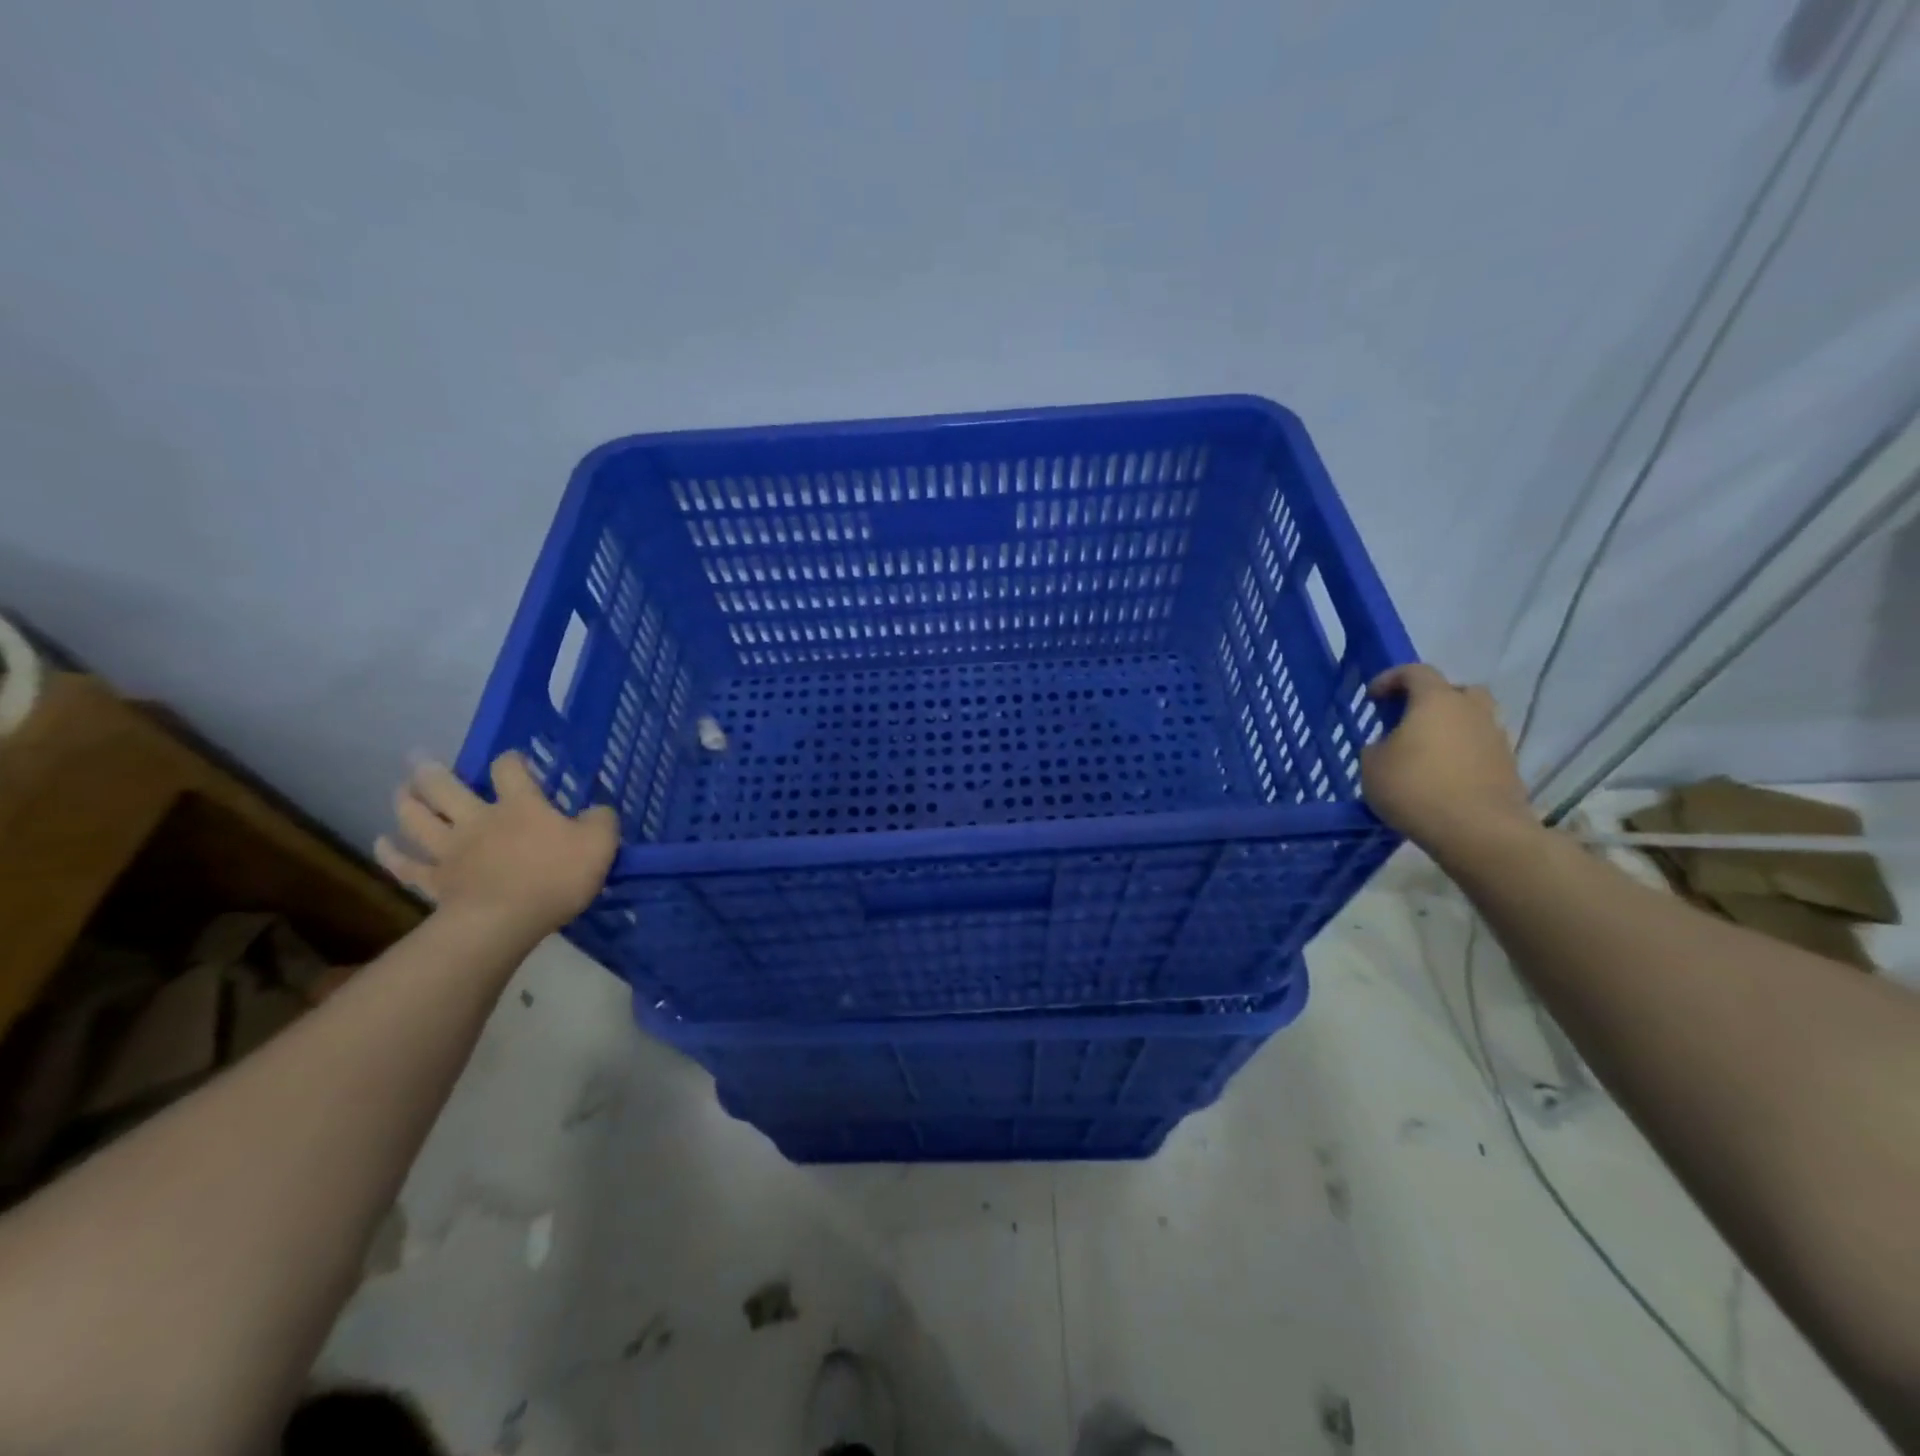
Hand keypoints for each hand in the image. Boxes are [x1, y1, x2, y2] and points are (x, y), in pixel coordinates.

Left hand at [376, 753, 618, 937]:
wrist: (505, 921)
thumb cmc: (557, 877)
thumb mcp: (600, 843)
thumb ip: (601, 821)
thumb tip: (598, 810)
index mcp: (520, 806)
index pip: (509, 770)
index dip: (510, 761)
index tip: (513, 759)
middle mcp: (479, 819)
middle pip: (447, 788)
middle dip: (434, 772)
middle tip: (420, 759)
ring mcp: (451, 850)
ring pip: (419, 819)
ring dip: (407, 802)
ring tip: (400, 790)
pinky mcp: (435, 881)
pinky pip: (407, 865)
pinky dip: (391, 854)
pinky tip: (381, 844)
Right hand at [1359, 664, 1537, 859]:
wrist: (1478, 832)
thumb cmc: (1415, 788)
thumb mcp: (1372, 766)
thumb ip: (1378, 747)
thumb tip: (1390, 746)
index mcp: (1436, 701)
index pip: (1415, 672)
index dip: (1390, 679)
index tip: (1373, 698)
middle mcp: (1471, 710)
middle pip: (1455, 691)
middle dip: (1432, 700)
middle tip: (1410, 719)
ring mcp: (1496, 738)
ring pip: (1472, 720)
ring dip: (1450, 729)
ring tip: (1426, 753)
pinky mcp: (1508, 766)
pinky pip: (1480, 748)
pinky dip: (1462, 755)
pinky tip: (1443, 777)